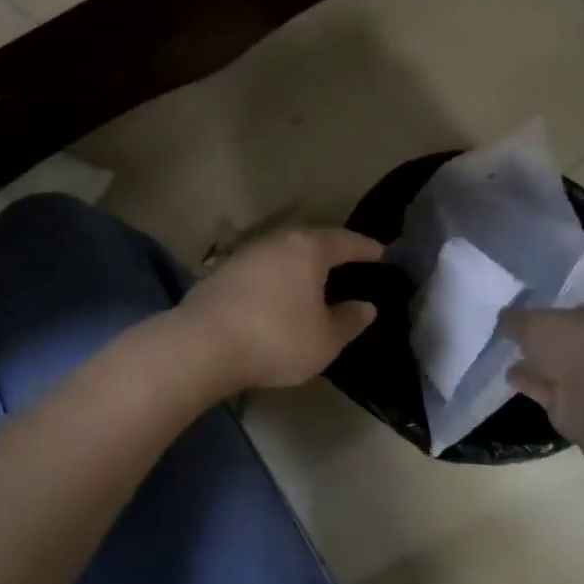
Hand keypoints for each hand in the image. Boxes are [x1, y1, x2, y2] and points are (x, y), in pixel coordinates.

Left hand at [176, 228, 383, 392]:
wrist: (203, 344)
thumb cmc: (276, 339)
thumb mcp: (325, 340)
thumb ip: (349, 321)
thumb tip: (366, 307)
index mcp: (308, 249)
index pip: (345, 241)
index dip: (365, 248)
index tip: (381, 252)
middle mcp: (276, 242)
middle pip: (311, 239)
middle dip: (330, 250)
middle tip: (347, 261)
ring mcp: (244, 254)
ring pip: (281, 252)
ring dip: (298, 264)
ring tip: (312, 279)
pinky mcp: (220, 273)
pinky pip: (259, 269)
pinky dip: (274, 278)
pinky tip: (275, 294)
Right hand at [502, 306, 583, 445]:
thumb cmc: (572, 348)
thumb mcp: (532, 322)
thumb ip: (514, 318)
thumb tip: (503, 318)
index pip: (574, 308)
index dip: (549, 308)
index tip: (525, 311)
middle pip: (563, 338)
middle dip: (540, 337)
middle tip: (512, 333)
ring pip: (555, 364)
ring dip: (533, 362)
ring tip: (505, 354)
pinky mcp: (573, 402)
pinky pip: (545, 387)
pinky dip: (529, 382)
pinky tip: (508, 376)